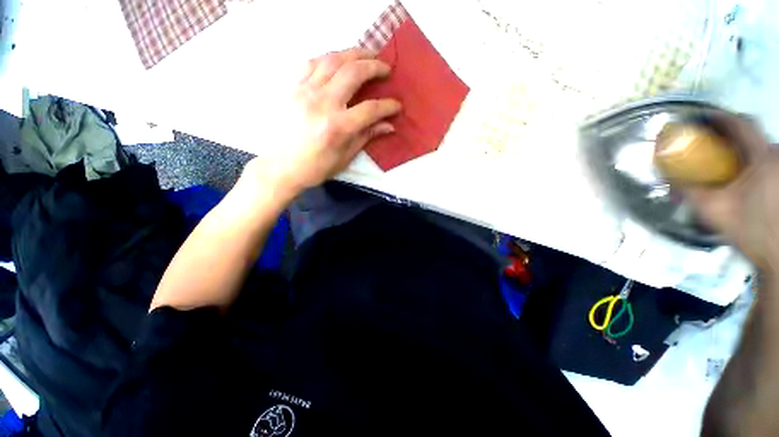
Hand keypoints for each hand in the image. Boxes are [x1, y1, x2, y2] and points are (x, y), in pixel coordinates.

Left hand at [244, 48, 400, 197]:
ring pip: (332, 60)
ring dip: (353, 53)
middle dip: (374, 66)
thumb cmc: (316, 167)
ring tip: (366, 55)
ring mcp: (305, 92)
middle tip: (385, 67)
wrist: (281, 166)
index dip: (387, 106)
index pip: (370, 109)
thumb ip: (366, 137)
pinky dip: (329, 58)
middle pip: (353, 73)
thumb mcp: (345, 157)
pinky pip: (312, 63)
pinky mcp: (293, 88)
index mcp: (338, 127)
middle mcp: (322, 103)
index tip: (397, 106)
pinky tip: (338, 61)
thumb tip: (389, 126)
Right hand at [685, 113, 778, 271]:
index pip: (740, 123)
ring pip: (758, 149)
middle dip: (727, 137)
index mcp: (763, 157)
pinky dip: (750, 164)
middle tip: (707, 147)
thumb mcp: (714, 211)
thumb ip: (690, 191)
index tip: (698, 118)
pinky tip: (742, 180)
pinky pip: (765, 161)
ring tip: (724, 167)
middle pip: (749, 135)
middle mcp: (777, 154)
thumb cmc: (751, 230)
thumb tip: (668, 176)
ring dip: (739, 152)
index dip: (718, 116)